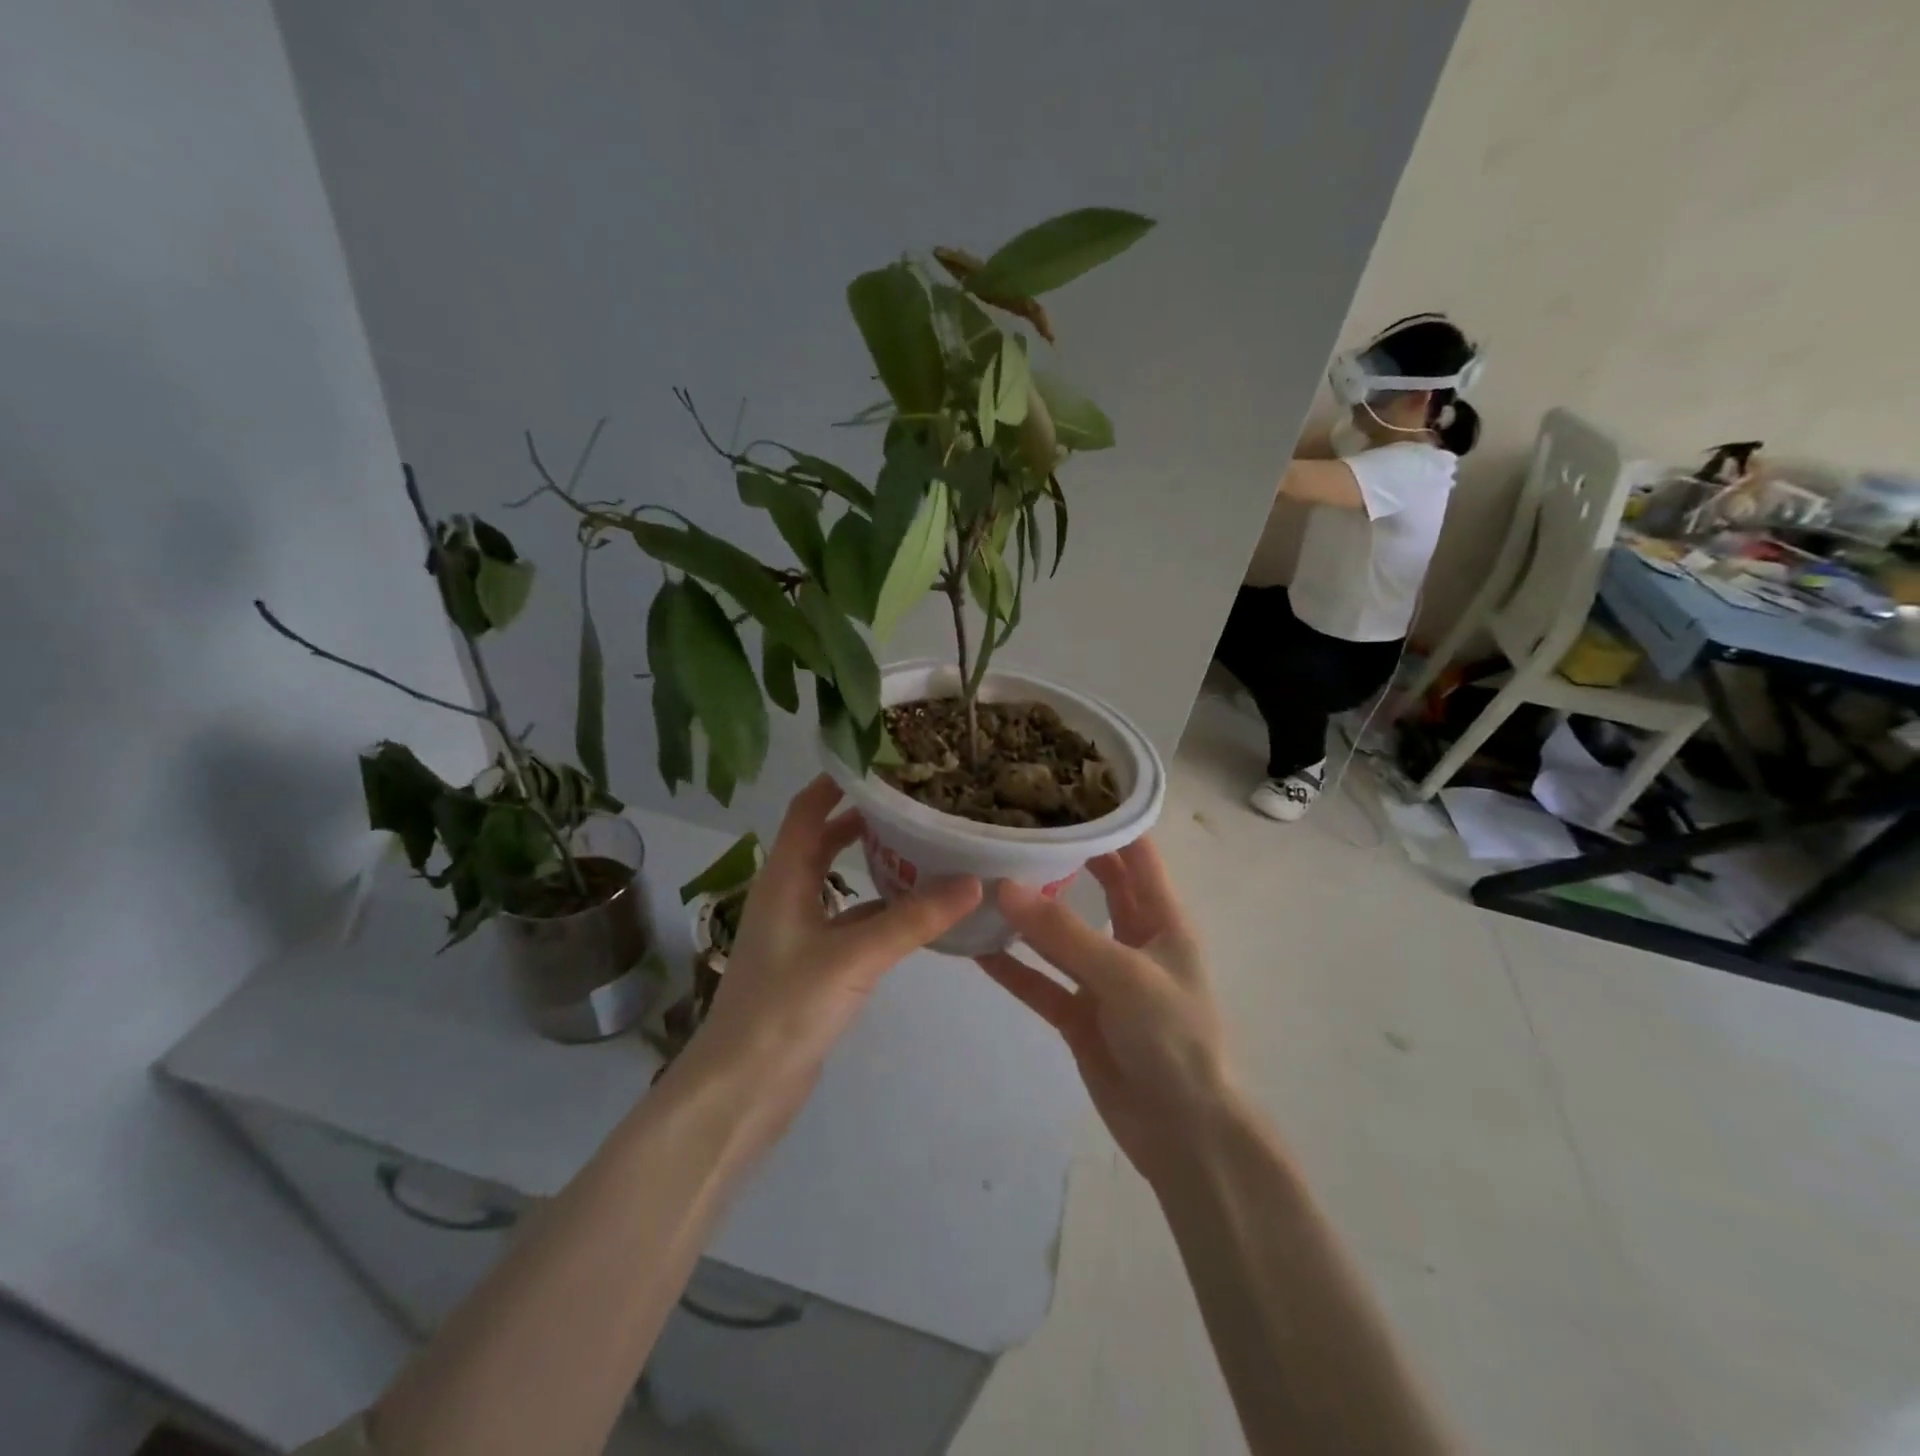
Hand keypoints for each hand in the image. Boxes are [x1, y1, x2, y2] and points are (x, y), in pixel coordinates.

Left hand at [679, 777, 980, 1128]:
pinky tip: (918, 911)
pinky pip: (852, 921)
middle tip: (917, 801)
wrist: (741, 1091)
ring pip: (842, 881)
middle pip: (826, 839)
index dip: (838, 781)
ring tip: (928, 846)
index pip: (808, 809)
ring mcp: (800, 932)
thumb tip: (974, 880)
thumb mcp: (852, 957)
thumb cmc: (784, 1010)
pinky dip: (881, 909)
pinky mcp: (814, 965)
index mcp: (784, 877)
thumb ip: (912, 919)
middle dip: (865, 818)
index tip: (884, 760)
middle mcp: (789, 895)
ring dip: (876, 863)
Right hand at [978, 838, 1232, 1183]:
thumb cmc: (1174, 1038)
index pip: (1135, 852)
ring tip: (982, 876)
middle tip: (1012, 823)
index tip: (1061, 786)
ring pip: (1059, 932)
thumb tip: (1002, 885)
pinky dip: (1011, 966)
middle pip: (1095, 884)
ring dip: (1027, 911)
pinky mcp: (1078, 1014)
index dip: (1107, 818)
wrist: (1185, 1134)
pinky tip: (975, 947)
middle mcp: (1132, 939)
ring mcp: (1102, 978)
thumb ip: (1063, 931)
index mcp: (1161, 918)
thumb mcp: (1124, 975)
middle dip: (1061, 855)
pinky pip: (1039, 981)